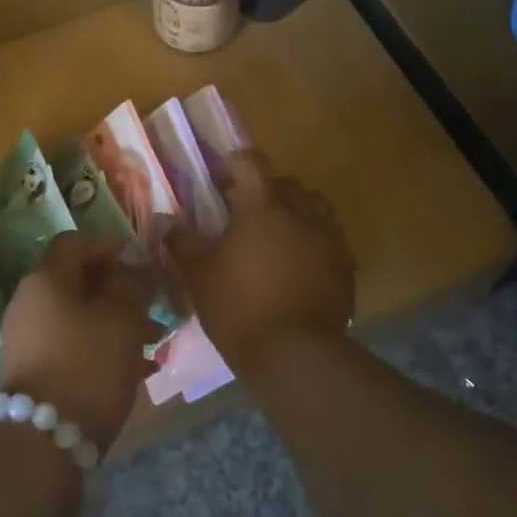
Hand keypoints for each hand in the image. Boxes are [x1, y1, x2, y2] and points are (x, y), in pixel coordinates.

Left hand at [0, 232, 159, 451]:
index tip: (140, 260)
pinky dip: (103, 348)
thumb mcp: (121, 319)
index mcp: (45, 280)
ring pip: (80, 317)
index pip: (74, 243)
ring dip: (117, 322)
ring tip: (156, 342)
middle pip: (78, 282)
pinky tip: (139, 370)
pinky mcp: (35, 372)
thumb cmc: (88, 366)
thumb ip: (131, 284)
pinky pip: (73, 346)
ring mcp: (29, 340)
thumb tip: (132, 263)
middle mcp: (30, 303)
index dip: (108, 244)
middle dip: (120, 290)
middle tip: (154, 305)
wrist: (43, 444)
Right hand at [166, 150, 354, 374]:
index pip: (251, 162)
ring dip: (294, 212)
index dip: (234, 164)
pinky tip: (298, 264)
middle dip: (264, 190)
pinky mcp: (346, 265)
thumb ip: (183, 242)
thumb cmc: (238, 306)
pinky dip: (312, 240)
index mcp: (262, 205)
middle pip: (284, 183)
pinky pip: (328, 237)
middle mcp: (301, 211)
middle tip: (244, 213)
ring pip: (312, 207)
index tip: (221, 179)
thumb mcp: (198, 274)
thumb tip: (171, 223)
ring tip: (276, 237)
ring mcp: (329, 237)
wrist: (294, 355)